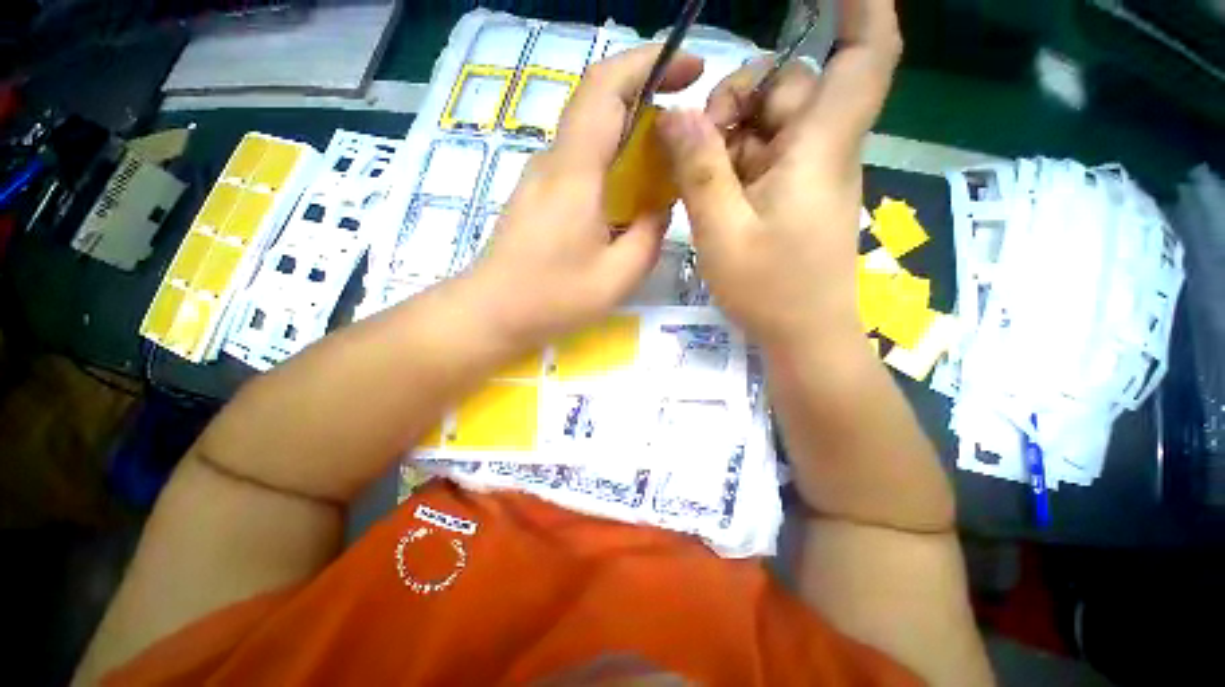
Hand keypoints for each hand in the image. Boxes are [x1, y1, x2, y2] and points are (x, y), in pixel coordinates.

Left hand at [470, 46, 702, 347]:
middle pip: (598, 102)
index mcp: (574, 173)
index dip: (649, 63)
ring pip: (590, 134)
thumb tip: (660, 208)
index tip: (690, 68)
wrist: (492, 313)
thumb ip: (650, 235)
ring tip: (665, 164)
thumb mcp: (618, 276)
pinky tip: (629, 194)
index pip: (605, 87)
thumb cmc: (552, 299)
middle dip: (647, 95)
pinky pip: (580, 162)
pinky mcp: (538, 196)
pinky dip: (612, 162)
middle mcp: (553, 162)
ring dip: (630, 134)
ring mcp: (541, 177)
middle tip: (685, 124)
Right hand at [656, 0, 901, 349]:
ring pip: (769, 126)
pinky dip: (732, 165)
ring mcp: (807, 175)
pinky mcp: (793, 197)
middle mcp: (820, 152)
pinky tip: (711, 194)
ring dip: (727, 140)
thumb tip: (675, 116)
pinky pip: (763, 159)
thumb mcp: (722, 233)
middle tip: (696, 146)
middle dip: (737, 101)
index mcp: (819, 151)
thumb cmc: (771, 292)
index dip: (862, 6)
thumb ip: (700, 171)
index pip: (865, 57)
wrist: (803, 337)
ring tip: (699, 181)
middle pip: (789, 89)